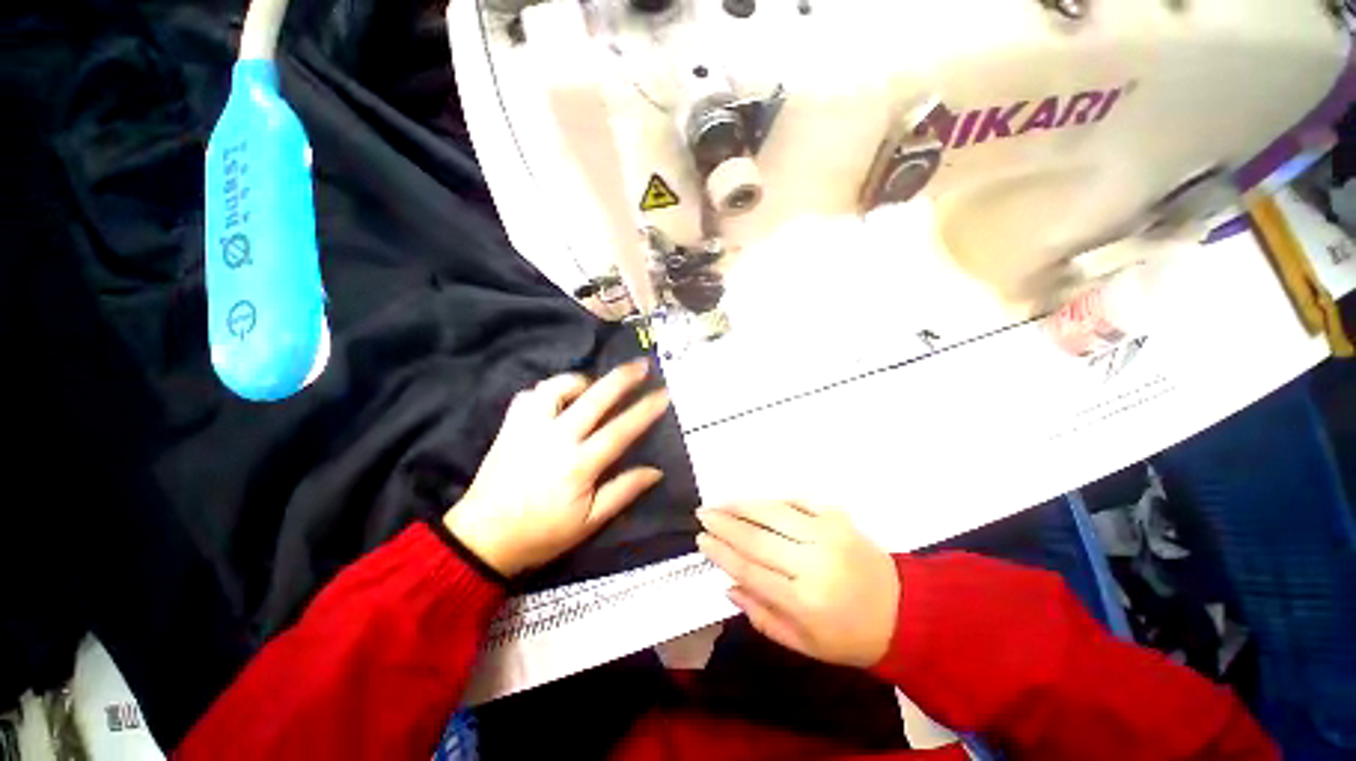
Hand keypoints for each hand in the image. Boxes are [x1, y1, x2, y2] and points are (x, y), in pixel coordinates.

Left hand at [445, 360, 669, 576]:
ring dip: (580, 380)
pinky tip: (557, 400)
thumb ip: (624, 491)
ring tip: (593, 386)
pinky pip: (529, 395)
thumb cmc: (543, 533)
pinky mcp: (510, 427)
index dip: (645, 410)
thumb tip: (656, 471)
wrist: (484, 538)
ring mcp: (528, 429)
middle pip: (594, 399)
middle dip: (622, 378)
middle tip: (641, 364)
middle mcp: (555, 439)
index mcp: (578, 465)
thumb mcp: (590, 523)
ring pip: (556, 388)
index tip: (664, 393)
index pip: (620, 431)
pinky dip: (547, 392)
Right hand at [696, 501, 899, 668]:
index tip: (702, 540)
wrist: (906, 612)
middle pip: (757, 538)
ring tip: (721, 502)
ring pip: (774, 512)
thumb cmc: (850, 637)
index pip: (750, 569)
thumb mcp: (804, 645)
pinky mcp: (839, 518)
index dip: (722, 553)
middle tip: (703, 514)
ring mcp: (827, 534)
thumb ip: (762, 616)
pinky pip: (799, 500)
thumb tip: (728, 586)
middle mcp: (813, 563)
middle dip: (725, 524)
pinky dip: (775, 499)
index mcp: (804, 602)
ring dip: (743, 505)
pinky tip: (758, 502)